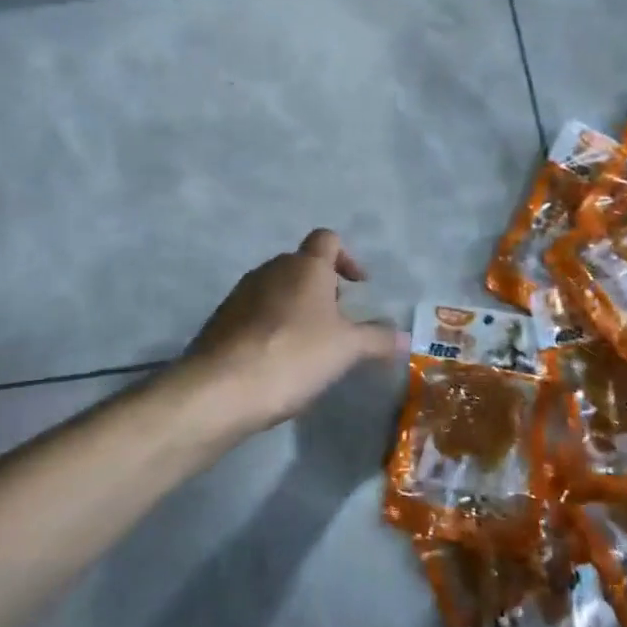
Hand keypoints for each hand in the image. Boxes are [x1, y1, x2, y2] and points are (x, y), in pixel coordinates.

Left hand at [182, 229, 404, 434]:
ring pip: (277, 290)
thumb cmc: (294, 354)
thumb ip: (377, 339)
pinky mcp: (221, 320)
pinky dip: (271, 328)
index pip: (327, 239)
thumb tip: (404, 337)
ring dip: (296, 309)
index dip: (347, 257)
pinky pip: (254, 314)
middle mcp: (271, 269)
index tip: (358, 285)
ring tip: (309, 346)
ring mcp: (241, 293)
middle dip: (322, 289)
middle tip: (338, 323)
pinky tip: (277, 362)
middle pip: (302, 266)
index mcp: (304, 266)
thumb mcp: (347, 349)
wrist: (221, 388)